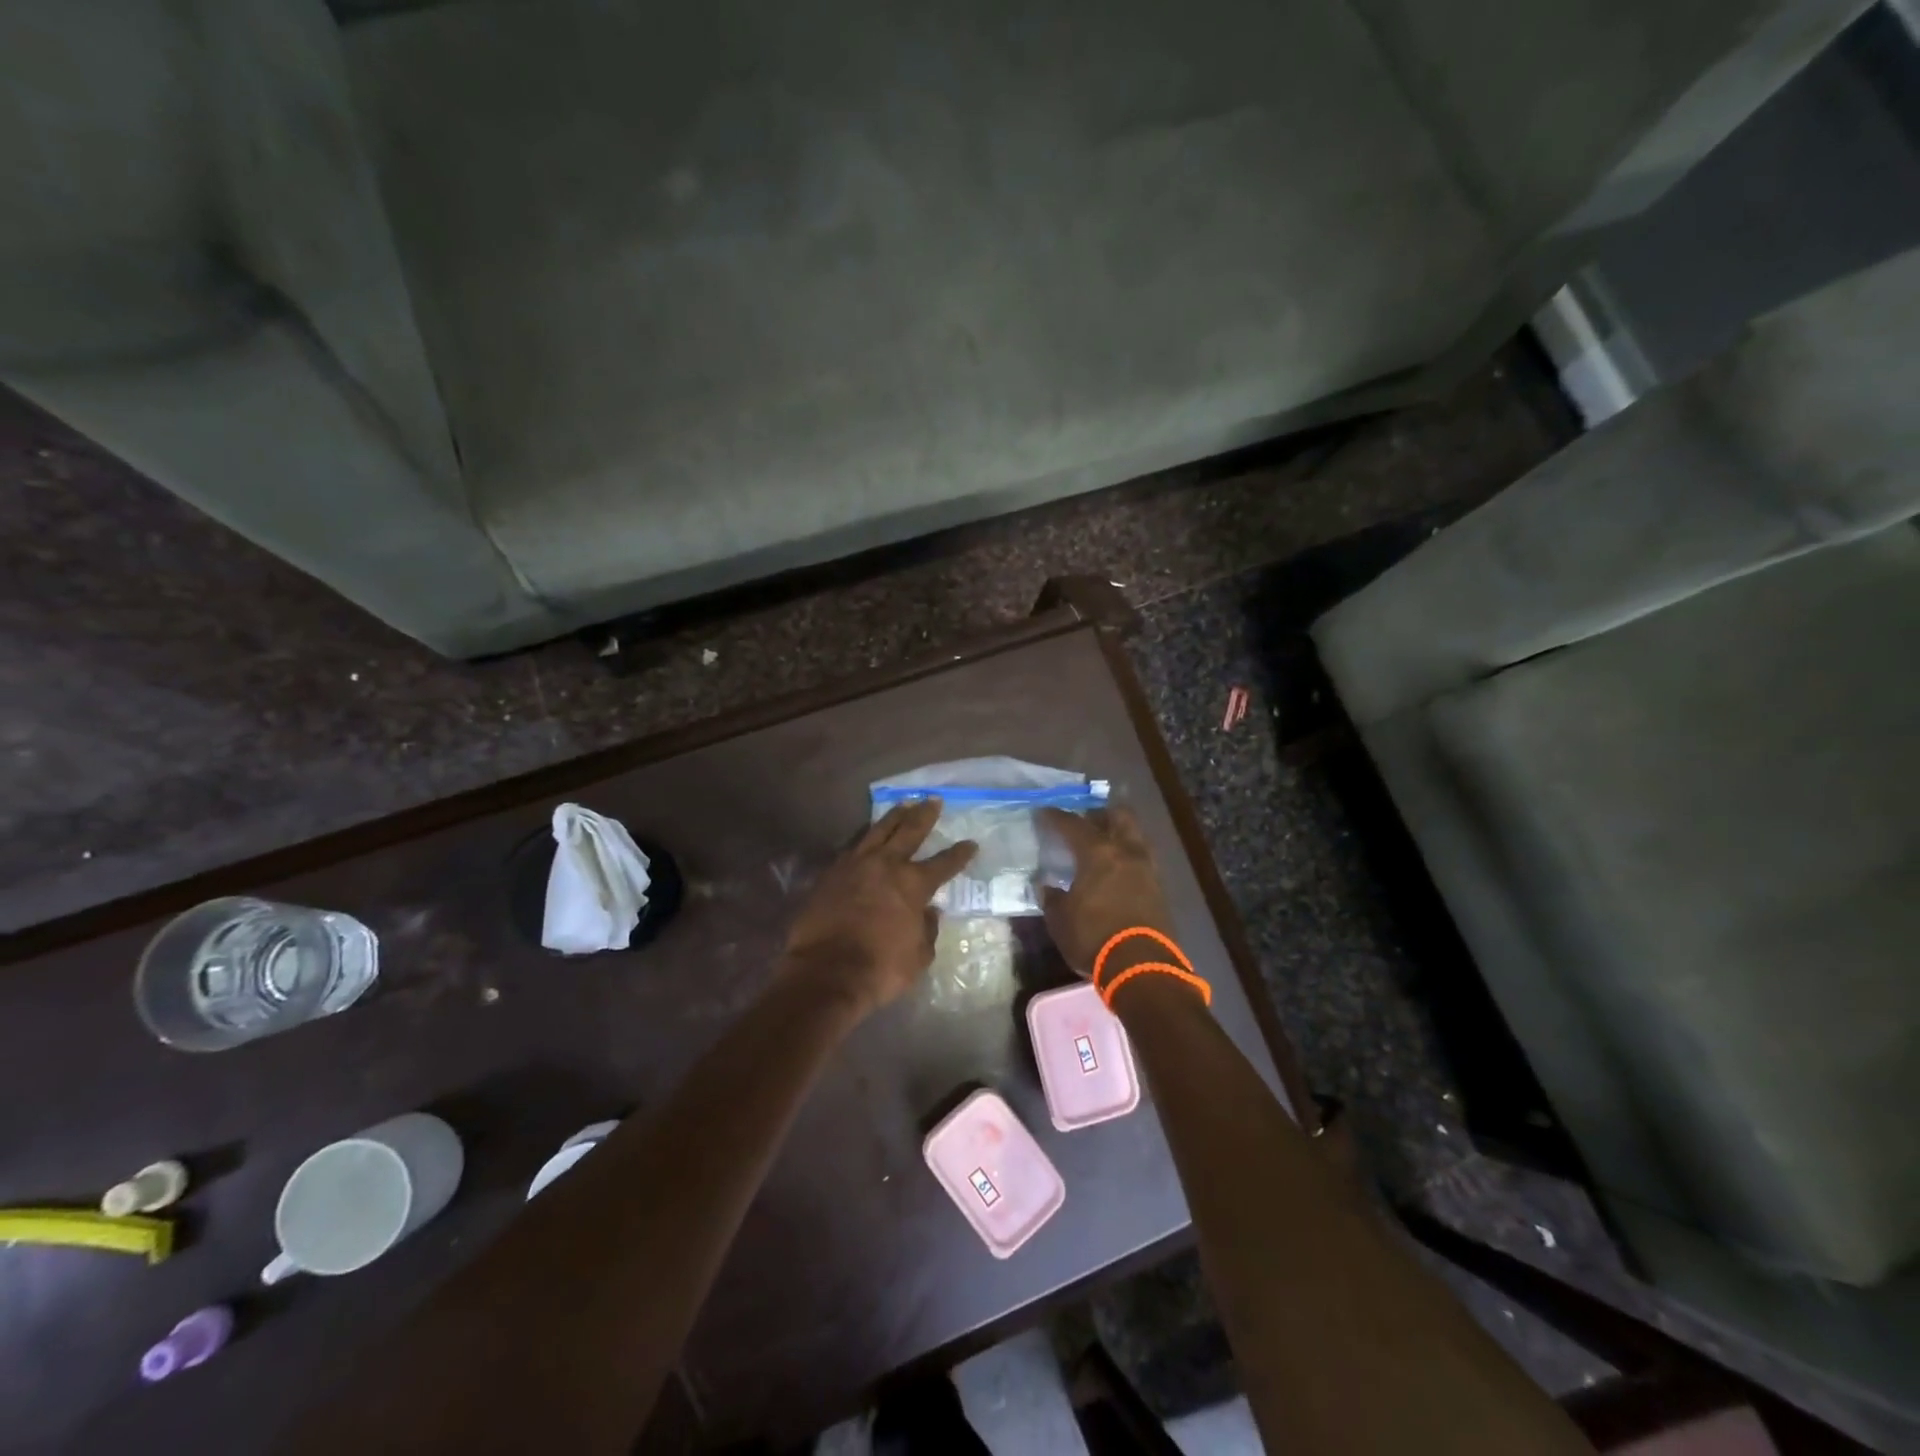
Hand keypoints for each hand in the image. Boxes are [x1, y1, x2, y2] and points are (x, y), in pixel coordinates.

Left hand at [782, 799, 976, 1015]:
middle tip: (933, 800)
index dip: (960, 854)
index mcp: (913, 884)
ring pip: (878, 830)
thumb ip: (927, 929)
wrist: (826, 972)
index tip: (970, 843)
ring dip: (893, 817)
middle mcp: (886, 865)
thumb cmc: (880, 968)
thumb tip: (929, 912)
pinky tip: (867, 836)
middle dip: (924, 815)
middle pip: (909, 831)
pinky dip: (865, 838)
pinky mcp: (830, 873)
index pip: (944, 863)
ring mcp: (855, 865)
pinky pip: (853, 847)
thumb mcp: (919, 956)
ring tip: (903, 805)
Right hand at [1037, 806, 1173, 975]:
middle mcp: (1126, 852)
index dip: (1055, 817)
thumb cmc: (1093, 938)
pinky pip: (1142, 859)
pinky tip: (1117, 870)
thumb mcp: (1060, 920)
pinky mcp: (1160, 888)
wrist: (1141, 966)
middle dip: (1100, 814)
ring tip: (1102, 846)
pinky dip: (1128, 857)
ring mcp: (1147, 868)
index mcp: (1098, 853)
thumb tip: (1045, 886)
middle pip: (1118, 816)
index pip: (1073, 824)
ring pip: (1135, 835)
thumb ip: (1051, 898)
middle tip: (1083, 822)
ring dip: (1119, 834)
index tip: (1043, 813)